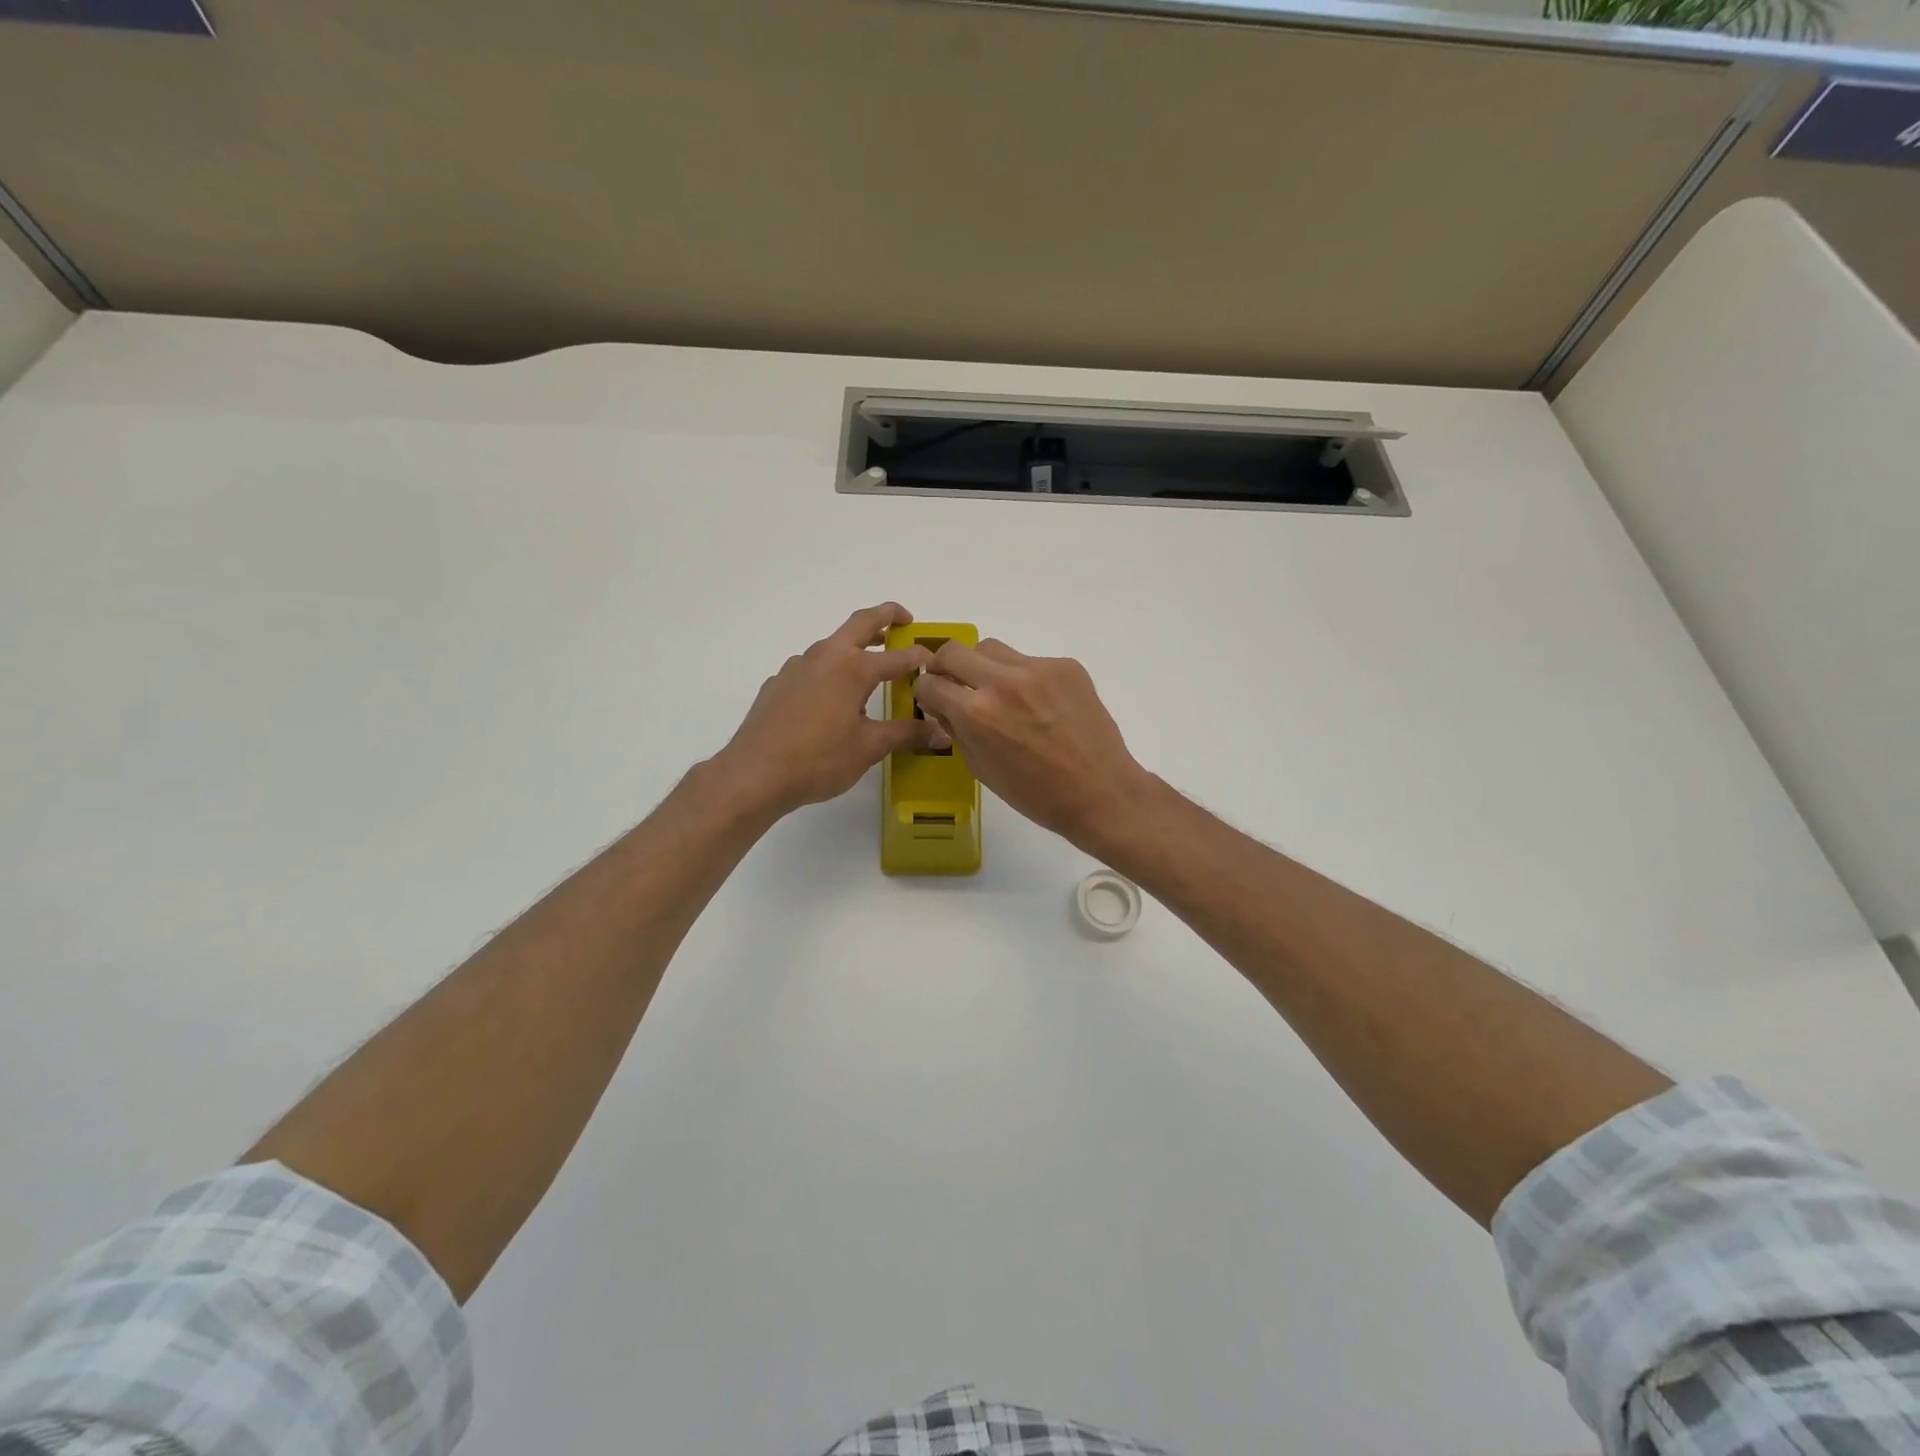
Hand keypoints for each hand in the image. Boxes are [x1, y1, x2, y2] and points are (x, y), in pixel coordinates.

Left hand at [713, 603, 941, 818]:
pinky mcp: (778, 683)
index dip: (920, 657)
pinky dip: (830, 670)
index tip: (935, 663)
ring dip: (855, 646)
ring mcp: (797, 667)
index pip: (898, 656)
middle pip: (861, 623)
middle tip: (905, 620)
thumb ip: (906, 734)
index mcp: (853, 668)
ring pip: (832, 644)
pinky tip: (831, 699)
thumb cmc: (819, 759)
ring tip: (870, 667)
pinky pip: (811, 667)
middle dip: (886, 616)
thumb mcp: (869, 748)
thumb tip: (940, 732)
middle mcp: (825, 656)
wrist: (754, 774)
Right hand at [913, 638, 1154, 849]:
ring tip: (1001, 693)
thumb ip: (957, 731)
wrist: (1100, 792)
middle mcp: (1002, 681)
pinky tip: (1042, 706)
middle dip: (946, 666)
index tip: (936, 699)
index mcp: (976, 713)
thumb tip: (945, 707)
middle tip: (956, 683)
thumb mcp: (981, 769)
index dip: (928, 692)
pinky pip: (1031, 662)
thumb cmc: (1035, 794)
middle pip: (954, 651)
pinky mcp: (1066, 666)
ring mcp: (1037, 669)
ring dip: (985, 667)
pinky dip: (1026, 679)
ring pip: (993, 649)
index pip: (930, 682)